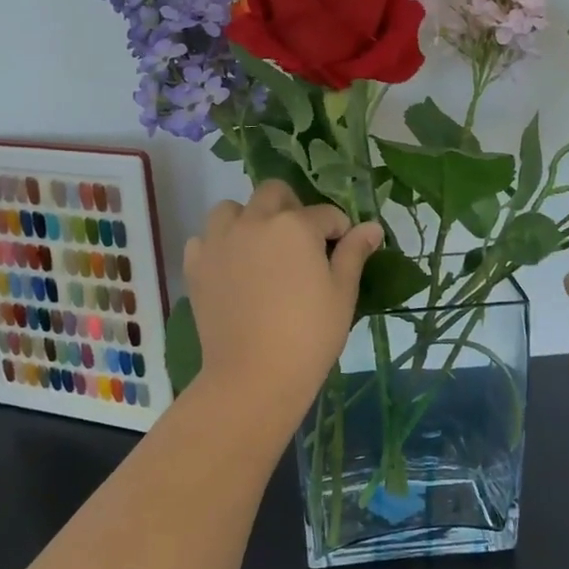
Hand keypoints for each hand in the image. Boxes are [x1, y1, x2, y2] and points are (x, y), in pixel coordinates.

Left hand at [183, 181, 382, 428]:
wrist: (254, 375)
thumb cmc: (309, 335)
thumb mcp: (342, 293)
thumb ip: (354, 253)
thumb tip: (372, 227)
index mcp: (294, 225)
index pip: (325, 214)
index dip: (339, 230)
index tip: (342, 250)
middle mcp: (253, 221)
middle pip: (273, 193)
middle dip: (291, 208)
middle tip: (301, 242)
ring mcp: (219, 241)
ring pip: (231, 209)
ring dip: (248, 218)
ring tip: (260, 248)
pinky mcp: (196, 265)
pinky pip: (204, 239)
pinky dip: (217, 245)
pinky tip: (231, 267)